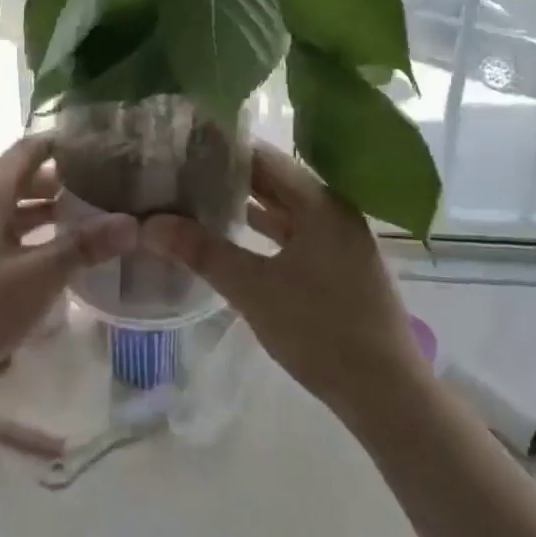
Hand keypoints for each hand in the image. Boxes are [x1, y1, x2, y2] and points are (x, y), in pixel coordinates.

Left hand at [0, 136, 136, 405]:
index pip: (29, 150)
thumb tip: (133, 222)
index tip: (102, 146)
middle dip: (63, 180)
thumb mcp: (36, 278)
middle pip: (23, 179)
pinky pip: (6, 237)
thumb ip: (82, 248)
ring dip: (49, 211)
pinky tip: (59, 257)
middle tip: (107, 184)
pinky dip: (34, 237)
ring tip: (92, 217)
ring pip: (14, 211)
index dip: (62, 143)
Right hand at [140, 144, 422, 417]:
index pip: (265, 158)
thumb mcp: (254, 289)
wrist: (385, 392)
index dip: (225, 149)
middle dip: (231, 176)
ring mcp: (339, 240)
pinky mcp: (338, 267)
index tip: (184, 144)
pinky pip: (294, 234)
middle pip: (276, 181)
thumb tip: (150, 224)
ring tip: (199, 197)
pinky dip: (264, 231)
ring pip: (285, 209)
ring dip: (247, 204)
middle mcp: (334, 211)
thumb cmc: (321, 330)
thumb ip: (203, 252)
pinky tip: (234, 236)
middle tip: (183, 169)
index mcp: (321, 203)